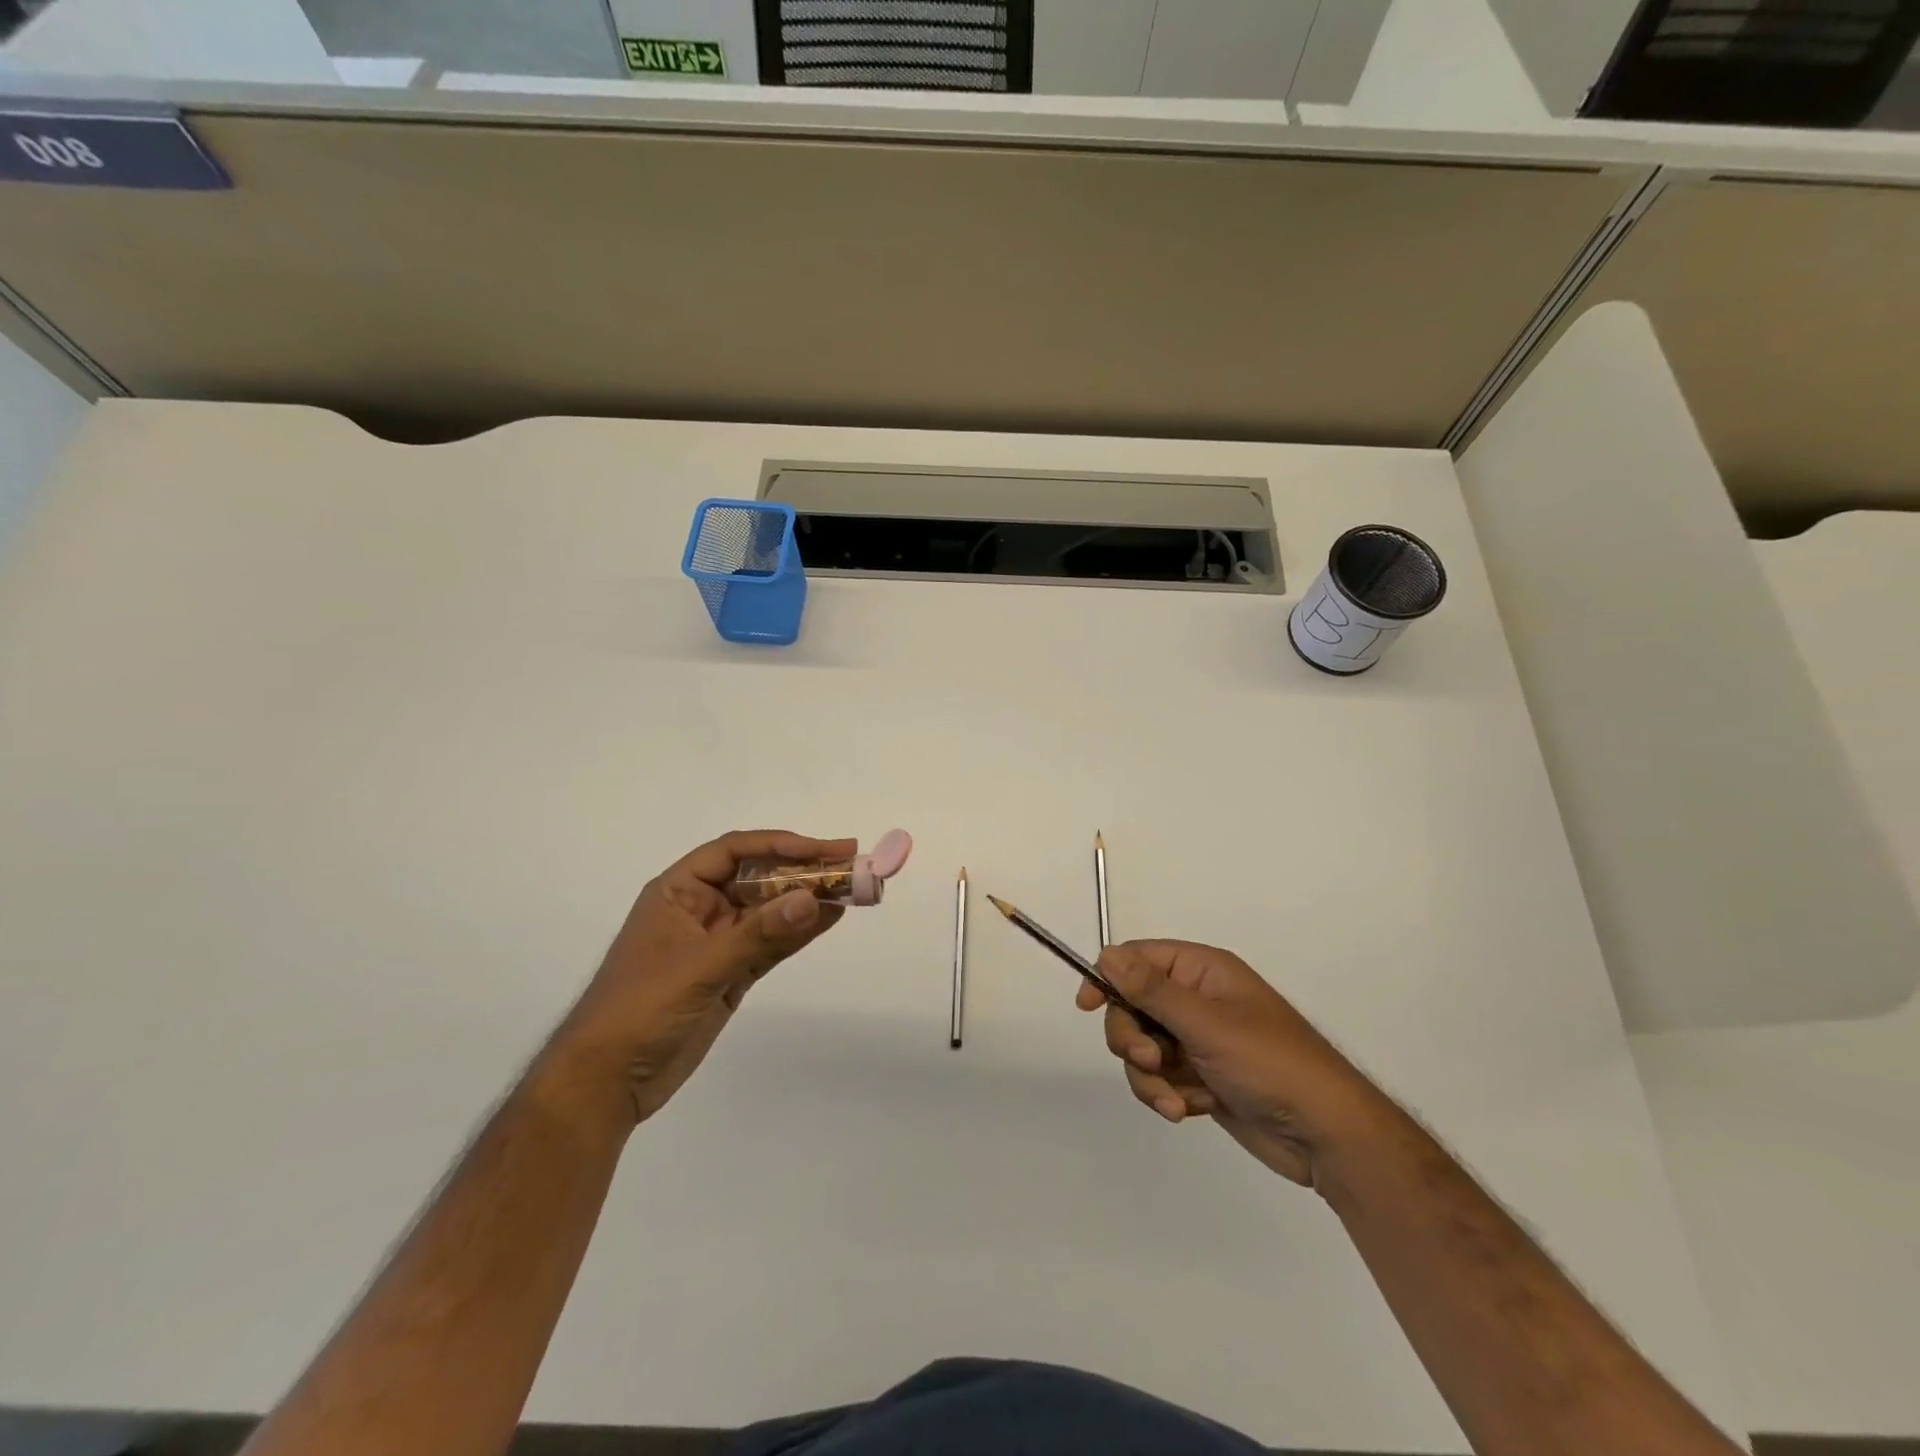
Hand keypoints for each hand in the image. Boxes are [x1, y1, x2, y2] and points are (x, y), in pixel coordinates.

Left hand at [546, 830, 854, 1126]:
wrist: (605, 1083)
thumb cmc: (640, 1009)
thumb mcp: (700, 966)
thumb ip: (759, 933)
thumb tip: (813, 899)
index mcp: (678, 891)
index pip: (735, 852)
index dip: (781, 846)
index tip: (824, 850)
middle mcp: (700, 908)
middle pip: (758, 879)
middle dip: (803, 872)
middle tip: (851, 866)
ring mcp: (717, 942)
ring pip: (770, 911)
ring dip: (808, 900)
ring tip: (853, 888)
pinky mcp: (730, 973)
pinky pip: (771, 944)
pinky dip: (799, 932)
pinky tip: (830, 917)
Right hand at [1078, 940, 1390, 1188]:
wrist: (1325, 1136)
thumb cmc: (1270, 1064)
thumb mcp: (1206, 1024)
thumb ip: (1151, 990)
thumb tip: (1107, 955)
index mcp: (1201, 972)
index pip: (1138, 959)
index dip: (1109, 978)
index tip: (1088, 1006)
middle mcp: (1195, 1000)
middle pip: (1132, 1007)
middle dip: (1134, 1039)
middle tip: (1151, 1061)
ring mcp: (1197, 1040)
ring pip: (1142, 1048)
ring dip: (1151, 1077)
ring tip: (1178, 1101)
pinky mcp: (1199, 1076)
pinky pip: (1159, 1078)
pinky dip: (1168, 1095)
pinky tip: (1194, 1108)